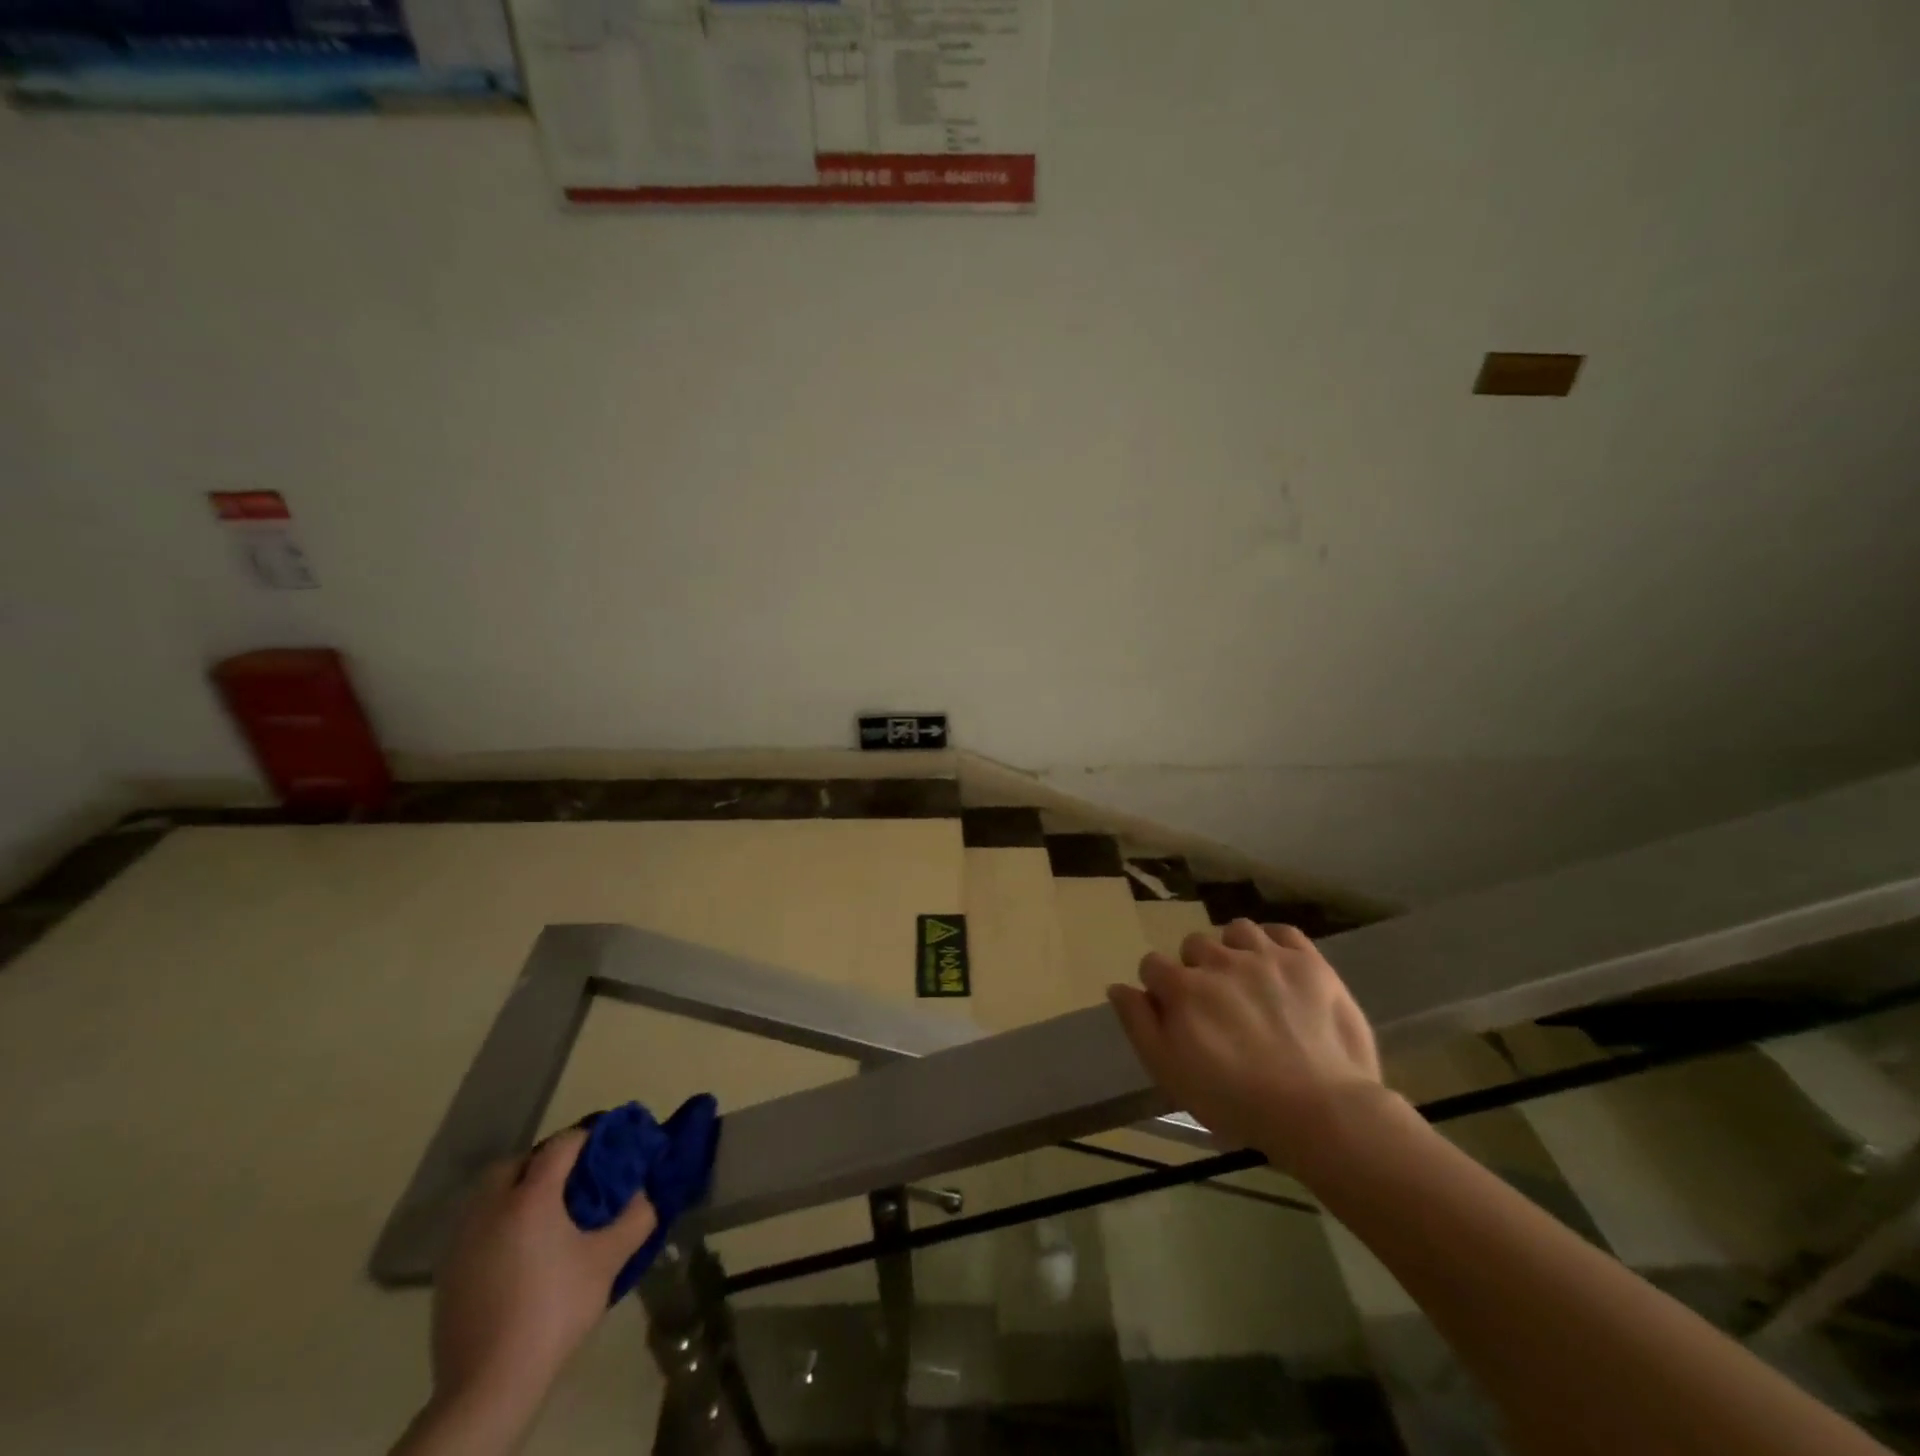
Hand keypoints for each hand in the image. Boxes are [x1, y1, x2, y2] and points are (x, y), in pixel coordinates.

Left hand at [429, 1129, 657, 1422]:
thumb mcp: (608, 1261)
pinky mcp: (446, 1272)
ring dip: (515, 1190)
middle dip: (541, 1162)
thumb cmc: (554, 1309)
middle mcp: (491, 1208)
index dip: (585, 1138)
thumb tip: (644, 1194)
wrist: (489, 1384)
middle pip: (514, 1163)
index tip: (606, 1146)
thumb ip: (635, 1218)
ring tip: (544, 1215)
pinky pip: (475, 1225)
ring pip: (488, 1194)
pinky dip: (497, 1221)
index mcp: (531, 1197)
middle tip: (570, 1181)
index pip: (560, 1145)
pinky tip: (517, 1251)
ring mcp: (462, 1240)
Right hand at [1108, 920, 1385, 1169]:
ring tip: (1248, 980)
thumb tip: (1118, 987)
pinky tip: (1278, 967)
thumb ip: (1139, 1024)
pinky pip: (1282, 931)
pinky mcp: (1308, 961)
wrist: (1321, 1111)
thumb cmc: (1236, 1101)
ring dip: (1234, 950)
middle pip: (1194, 944)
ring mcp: (1266, 956)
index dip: (1158, 988)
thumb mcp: (1170, 1073)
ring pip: (1236, 931)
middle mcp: (1219, 960)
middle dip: (1197, 968)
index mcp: (1182, 987)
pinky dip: (1275, 943)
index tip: (1173, 1014)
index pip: (1152, 965)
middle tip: (1216, 1005)